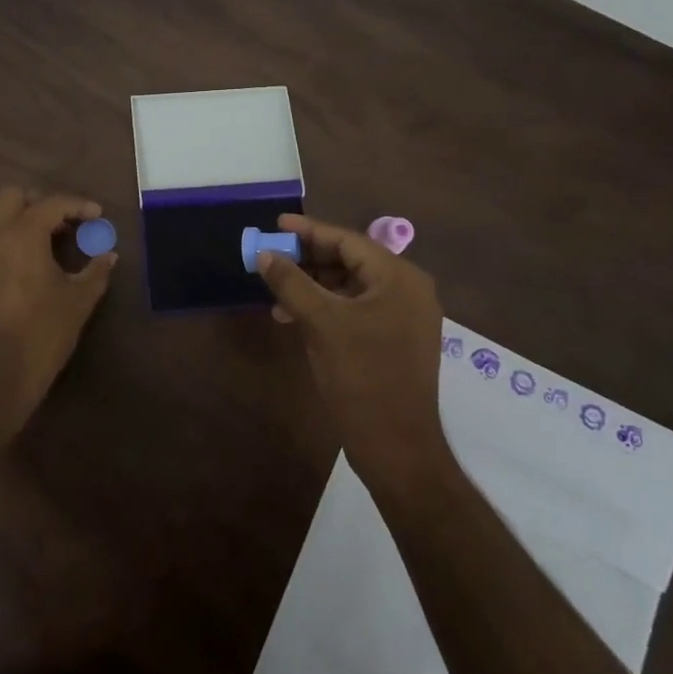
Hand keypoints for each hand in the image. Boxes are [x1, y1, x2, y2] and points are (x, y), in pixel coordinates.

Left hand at [0, 186, 116, 429]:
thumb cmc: (41, 332)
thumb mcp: (78, 301)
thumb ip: (95, 272)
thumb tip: (109, 256)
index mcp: (22, 233)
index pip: (52, 203)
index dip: (78, 205)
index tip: (97, 215)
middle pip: (13, 196)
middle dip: (40, 202)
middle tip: (65, 223)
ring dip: (20, 217)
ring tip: (47, 240)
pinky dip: (8, 236)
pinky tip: (29, 260)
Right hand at [257, 214, 445, 484]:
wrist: (396, 448)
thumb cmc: (361, 376)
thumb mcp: (320, 323)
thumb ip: (291, 282)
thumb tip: (265, 254)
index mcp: (399, 278)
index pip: (348, 240)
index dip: (309, 231)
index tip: (276, 225)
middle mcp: (407, 290)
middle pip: (350, 261)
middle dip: (308, 259)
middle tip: (272, 256)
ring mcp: (404, 318)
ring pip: (350, 286)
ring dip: (313, 285)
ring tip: (275, 289)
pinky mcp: (395, 341)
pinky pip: (356, 309)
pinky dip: (326, 307)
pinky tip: (294, 316)